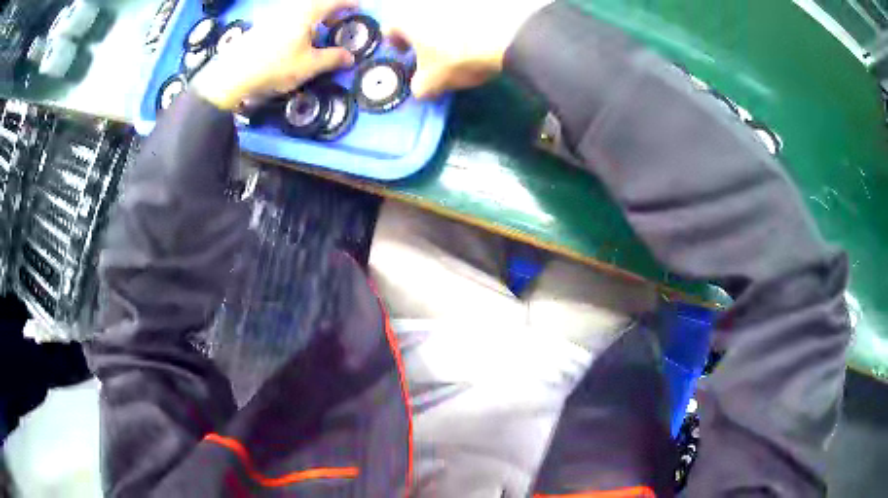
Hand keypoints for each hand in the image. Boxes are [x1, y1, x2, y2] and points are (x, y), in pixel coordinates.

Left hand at [192, 0, 356, 109]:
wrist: (233, 75)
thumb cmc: (275, 67)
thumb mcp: (308, 66)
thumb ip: (332, 59)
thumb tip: (350, 57)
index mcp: (307, 12)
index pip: (334, 1)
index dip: (349, 3)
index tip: (358, 8)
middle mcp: (291, 9)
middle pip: (316, 4)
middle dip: (330, 12)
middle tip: (337, 24)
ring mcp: (274, 15)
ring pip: (300, 10)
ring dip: (312, 18)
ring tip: (316, 35)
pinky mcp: (262, 25)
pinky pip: (287, 18)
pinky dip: (297, 24)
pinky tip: (294, 41)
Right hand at [383, 0, 552, 99]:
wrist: (507, 34)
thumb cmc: (458, 56)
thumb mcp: (434, 81)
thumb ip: (419, 87)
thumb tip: (419, 90)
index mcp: (407, 20)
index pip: (389, 29)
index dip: (394, 43)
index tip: (404, 54)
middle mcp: (425, 4)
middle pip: (415, 18)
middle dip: (420, 33)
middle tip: (431, 50)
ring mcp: (451, 1)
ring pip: (440, 14)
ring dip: (443, 26)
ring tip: (457, 42)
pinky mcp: (478, 2)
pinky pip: (464, 12)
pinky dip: (466, 23)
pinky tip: (478, 34)